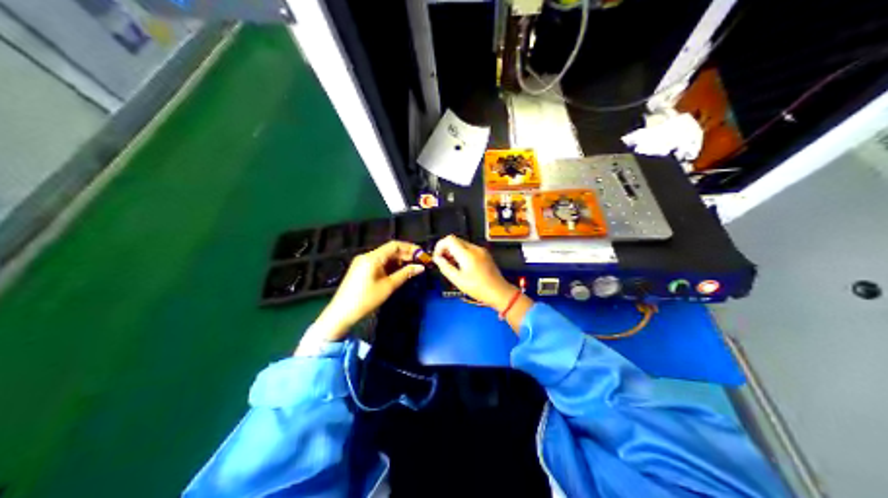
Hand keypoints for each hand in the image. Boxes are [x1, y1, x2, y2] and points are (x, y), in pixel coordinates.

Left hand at [311, 239, 423, 341]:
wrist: (342, 312)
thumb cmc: (366, 299)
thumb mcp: (388, 286)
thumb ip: (405, 274)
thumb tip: (421, 267)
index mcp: (373, 257)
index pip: (395, 245)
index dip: (410, 248)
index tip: (422, 254)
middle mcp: (367, 256)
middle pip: (389, 250)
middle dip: (405, 255)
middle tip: (420, 262)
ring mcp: (362, 262)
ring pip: (384, 257)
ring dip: (398, 261)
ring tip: (412, 268)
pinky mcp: (360, 269)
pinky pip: (378, 263)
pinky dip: (389, 266)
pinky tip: (399, 272)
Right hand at [437, 235, 520, 311]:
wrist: (499, 292)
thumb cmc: (477, 288)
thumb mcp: (457, 280)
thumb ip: (445, 267)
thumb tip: (436, 258)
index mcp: (467, 253)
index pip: (449, 239)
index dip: (440, 246)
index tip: (437, 257)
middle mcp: (475, 248)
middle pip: (455, 240)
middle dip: (446, 249)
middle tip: (443, 262)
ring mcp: (481, 250)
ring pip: (462, 244)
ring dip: (454, 252)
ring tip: (451, 266)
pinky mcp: (485, 254)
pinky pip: (470, 249)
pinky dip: (462, 254)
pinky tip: (461, 266)